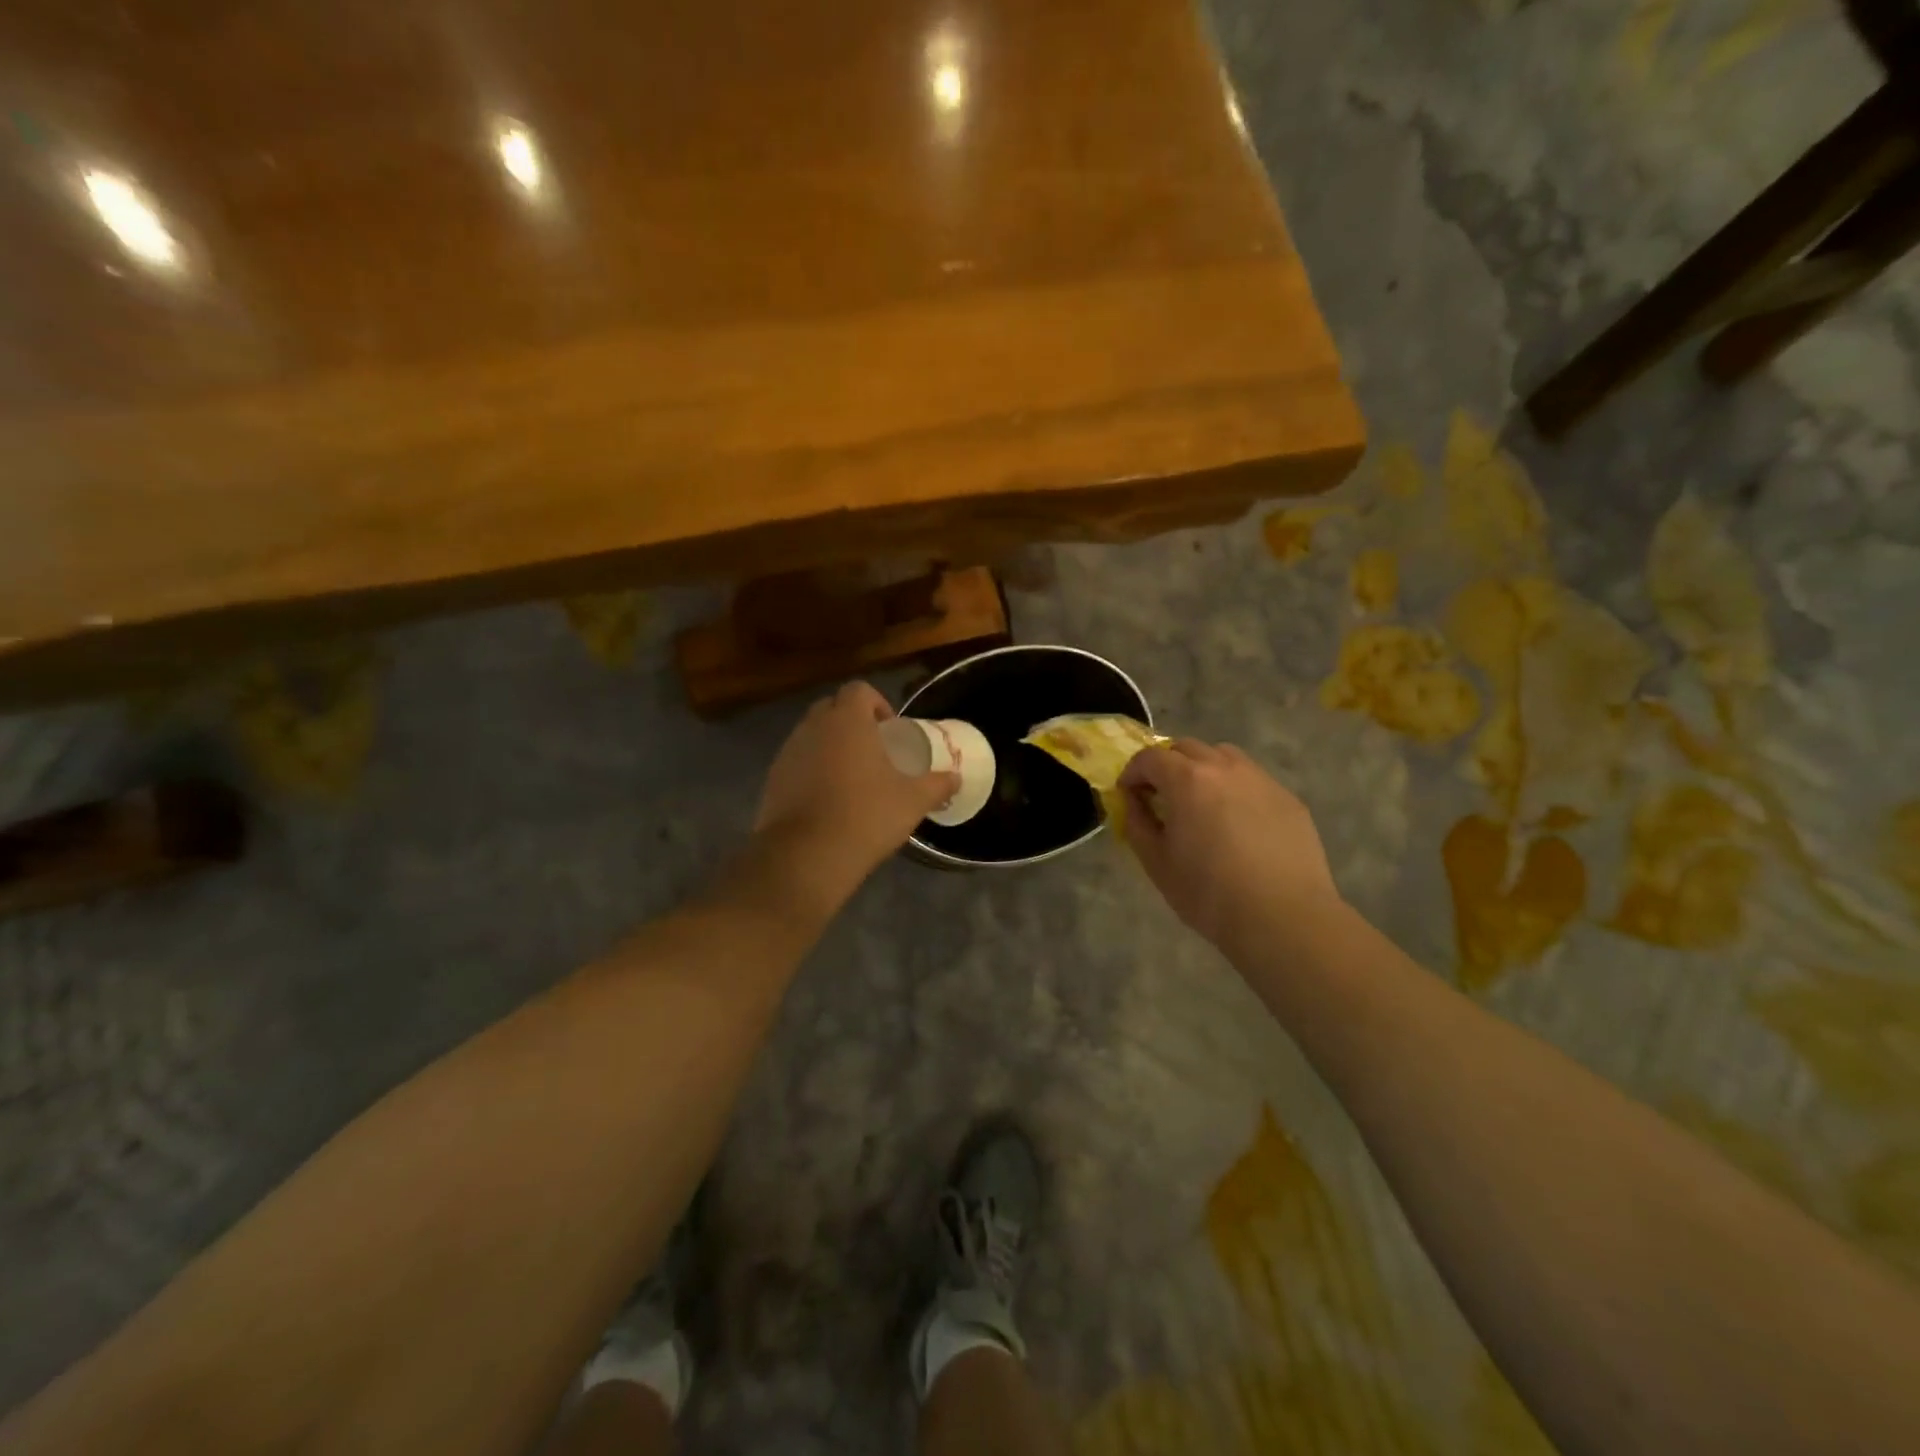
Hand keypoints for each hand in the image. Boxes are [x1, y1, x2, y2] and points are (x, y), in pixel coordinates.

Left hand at [755, 682, 959, 883]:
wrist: (807, 856)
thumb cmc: (866, 816)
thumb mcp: (912, 801)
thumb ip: (936, 784)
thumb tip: (956, 778)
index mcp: (847, 720)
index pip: (859, 690)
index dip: (877, 703)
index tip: (891, 730)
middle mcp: (812, 727)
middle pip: (832, 708)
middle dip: (852, 722)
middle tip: (873, 750)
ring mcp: (787, 753)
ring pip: (811, 735)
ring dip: (830, 746)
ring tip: (852, 777)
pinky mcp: (772, 780)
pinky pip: (797, 762)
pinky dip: (812, 771)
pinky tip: (828, 800)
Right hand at [1119, 740, 1341, 949]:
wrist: (1283, 918)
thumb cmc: (1209, 893)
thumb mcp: (1157, 863)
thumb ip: (1138, 823)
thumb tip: (1133, 802)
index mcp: (1187, 780)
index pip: (1149, 757)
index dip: (1133, 773)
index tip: (1128, 794)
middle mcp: (1224, 767)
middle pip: (1186, 748)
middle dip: (1166, 765)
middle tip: (1161, 796)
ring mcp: (1260, 780)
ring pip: (1223, 756)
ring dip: (1202, 769)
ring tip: (1200, 802)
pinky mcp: (1287, 798)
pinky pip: (1252, 779)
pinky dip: (1233, 788)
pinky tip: (1236, 822)